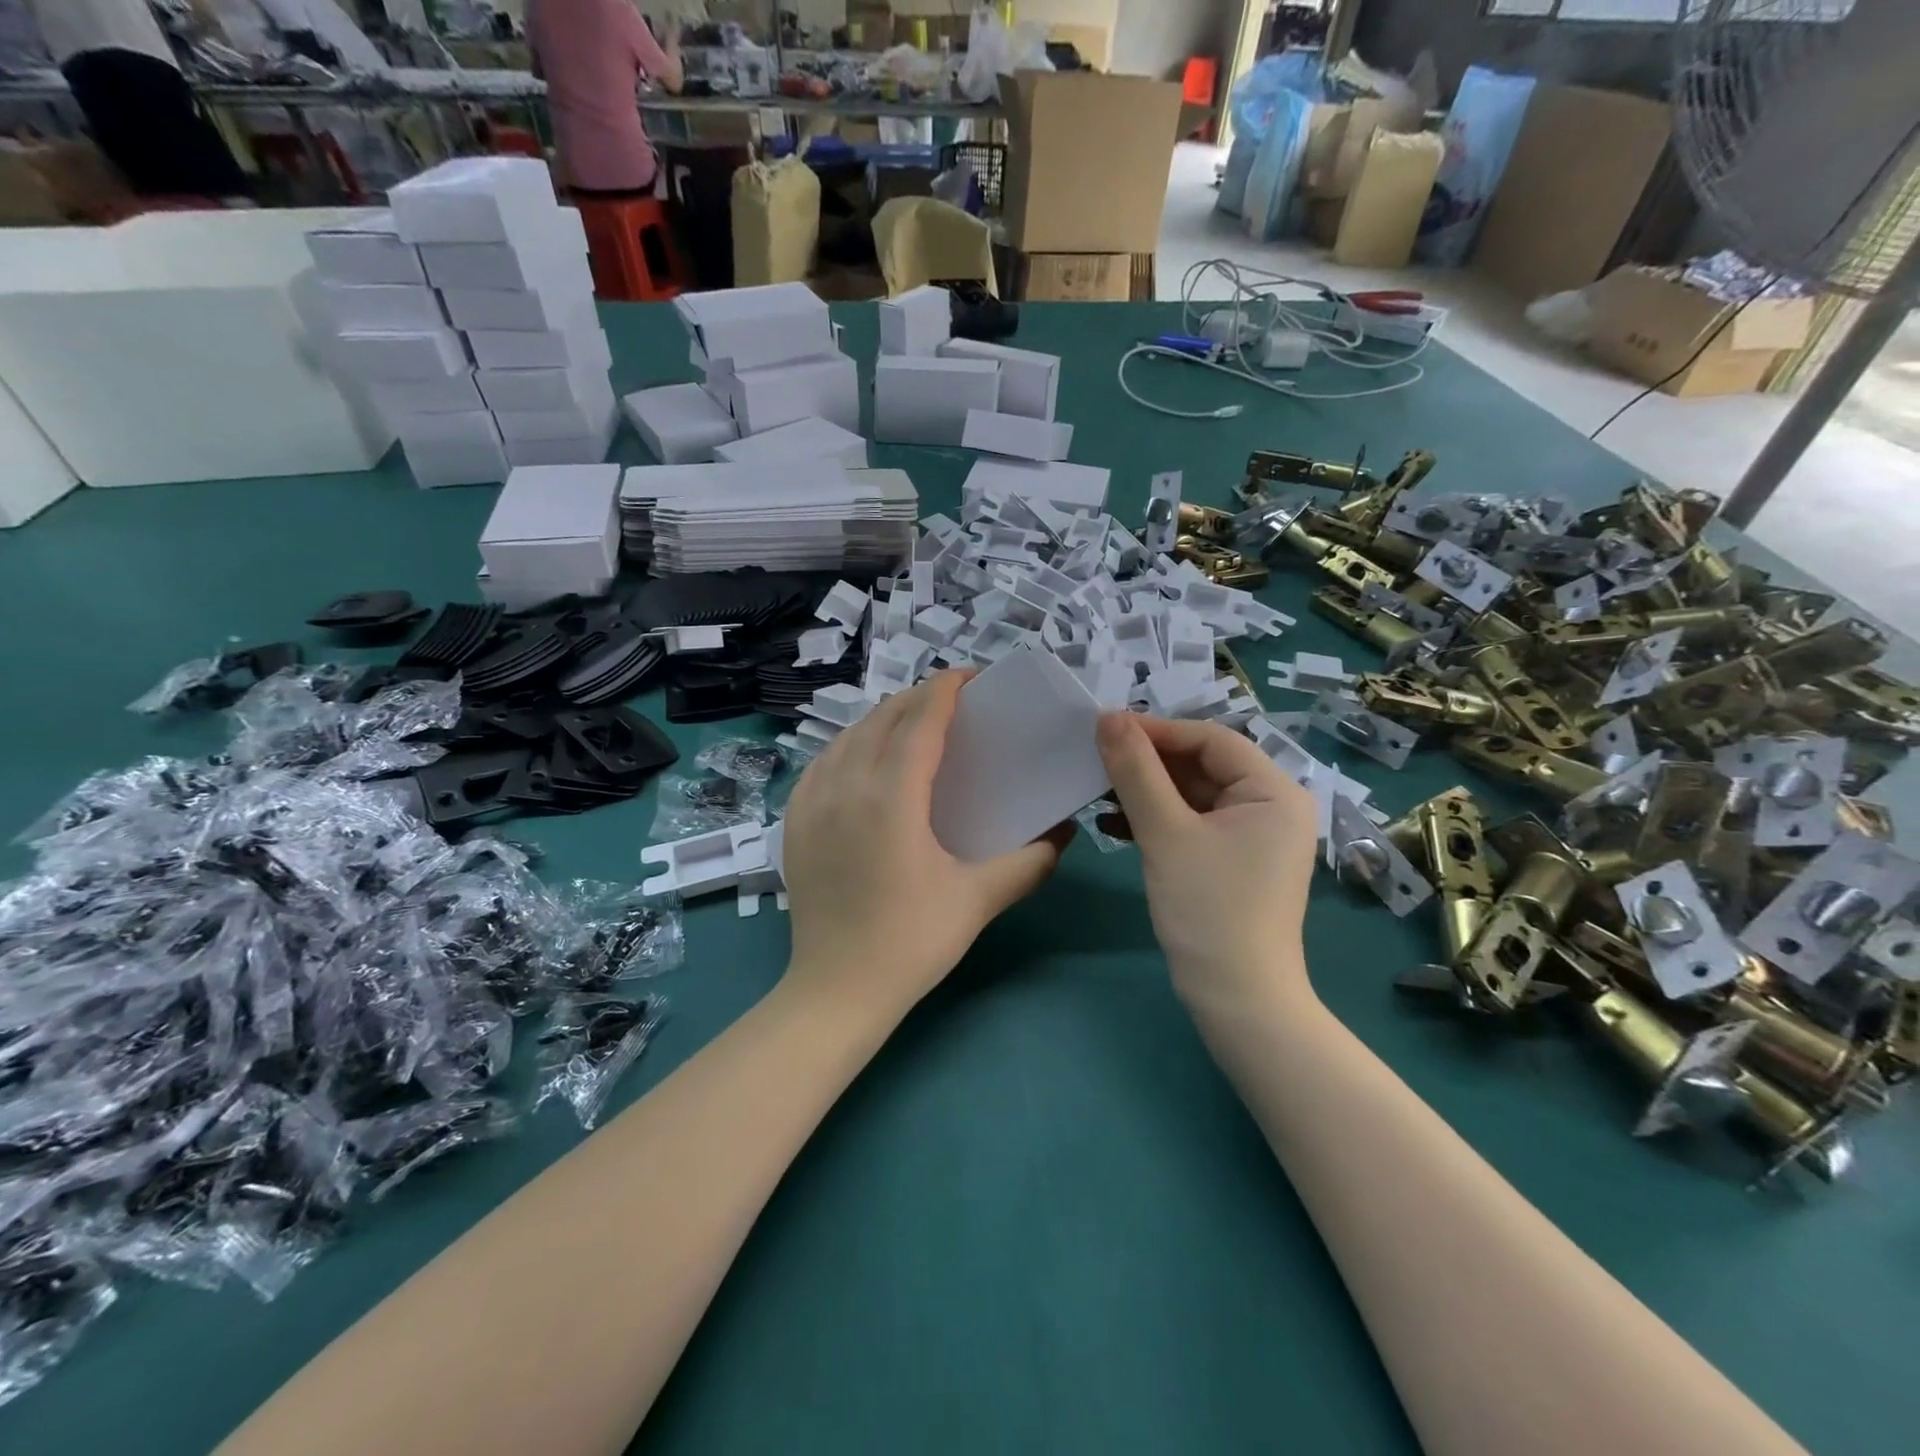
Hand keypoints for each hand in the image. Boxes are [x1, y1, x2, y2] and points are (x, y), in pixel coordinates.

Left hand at [780, 672, 1070, 1015]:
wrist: (836, 990)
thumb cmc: (911, 942)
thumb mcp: (978, 900)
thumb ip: (1029, 862)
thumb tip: (1065, 834)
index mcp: (891, 796)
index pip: (920, 720)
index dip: (946, 689)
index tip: (971, 678)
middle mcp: (846, 784)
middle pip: (883, 718)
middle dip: (919, 699)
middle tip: (953, 704)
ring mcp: (812, 801)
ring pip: (849, 735)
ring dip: (883, 719)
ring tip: (913, 726)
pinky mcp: (794, 820)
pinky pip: (823, 761)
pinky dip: (850, 745)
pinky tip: (865, 760)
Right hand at [1095, 714, 1318, 1013]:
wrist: (1236, 999)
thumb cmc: (1207, 909)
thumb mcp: (1166, 833)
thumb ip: (1136, 771)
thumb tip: (1107, 716)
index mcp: (1274, 791)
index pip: (1211, 739)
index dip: (1157, 730)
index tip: (1105, 729)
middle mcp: (1272, 805)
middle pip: (1202, 765)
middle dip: (1148, 762)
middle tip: (1096, 759)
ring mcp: (1253, 836)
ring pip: (1192, 795)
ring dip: (1146, 791)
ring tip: (1098, 790)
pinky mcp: (1233, 860)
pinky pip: (1192, 823)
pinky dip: (1156, 819)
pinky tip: (1114, 824)